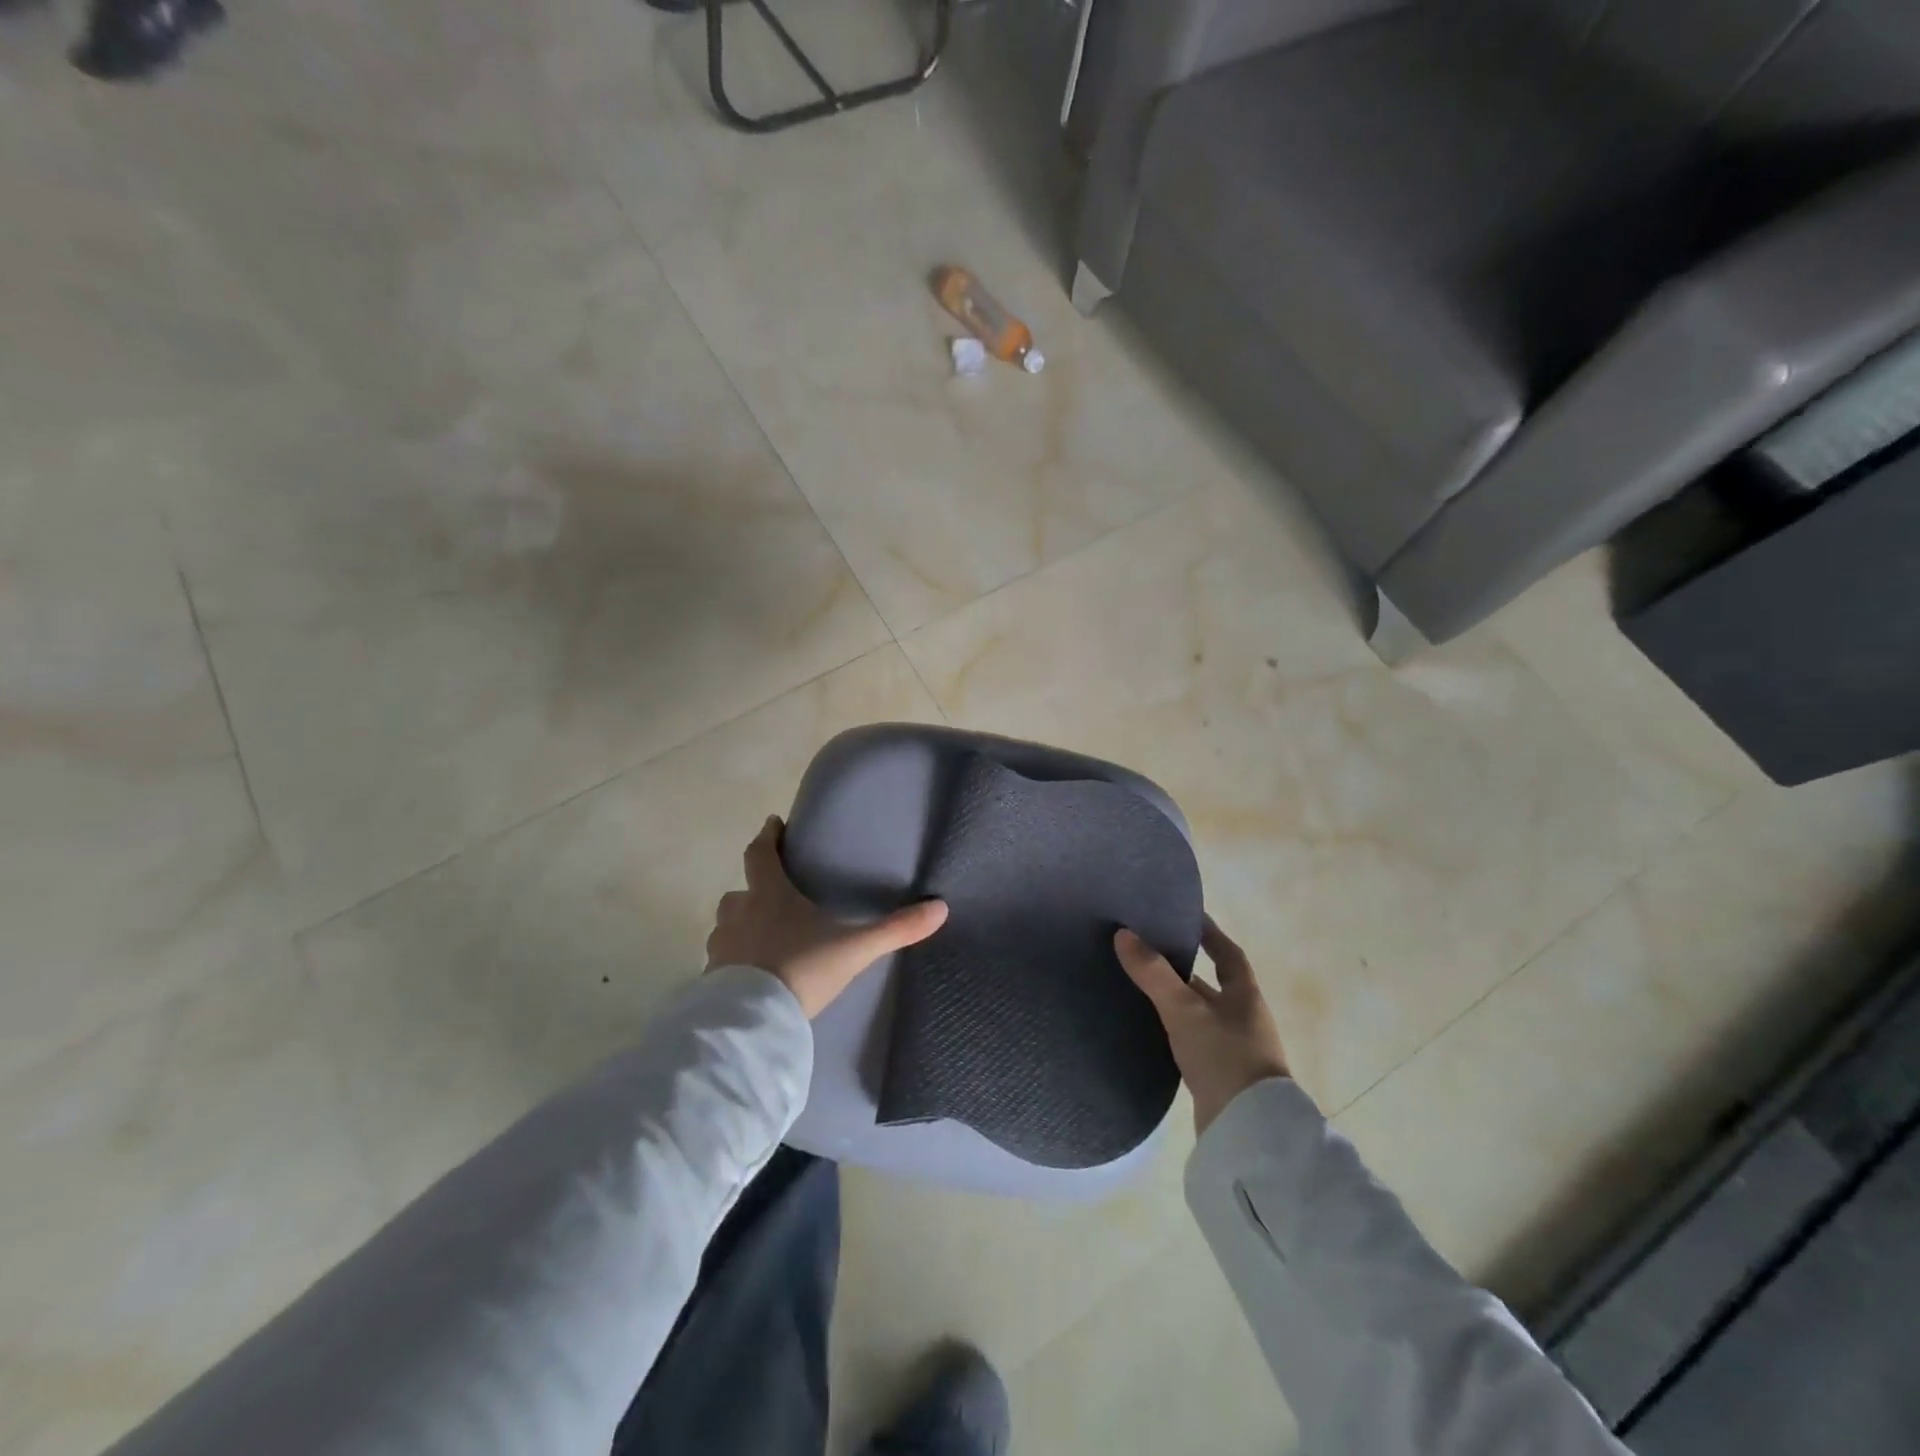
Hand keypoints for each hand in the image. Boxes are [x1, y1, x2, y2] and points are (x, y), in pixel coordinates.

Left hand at [707, 816, 948, 1018]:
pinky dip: (733, 959)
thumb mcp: (854, 949)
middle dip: (753, 888)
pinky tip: (749, 973)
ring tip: (760, 935)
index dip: (767, 837)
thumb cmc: (802, 970)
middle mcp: (740, 915)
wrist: (754, 1022)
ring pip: (726, 924)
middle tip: (771, 892)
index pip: (761, 855)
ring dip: (740, 923)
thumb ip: (896, 929)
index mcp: (770, 896)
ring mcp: (722, 948)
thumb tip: (940, 908)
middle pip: (739, 891)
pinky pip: (721, 960)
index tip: (772, 824)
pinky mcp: (711, 979)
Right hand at [1115, 917, 1290, 1134]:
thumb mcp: (1184, 1010)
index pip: (1228, 953)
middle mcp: (1243, 1018)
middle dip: (1184, 967)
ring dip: (1177, 999)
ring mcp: (1234, 1049)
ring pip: (1200, 1013)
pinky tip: (1151, 1028)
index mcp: (1244, 995)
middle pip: (1212, 983)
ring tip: (1139, 984)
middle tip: (1148, 948)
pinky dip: (1174, 1028)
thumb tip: (1123, 933)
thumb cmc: (1224, 1057)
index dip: (1210, 933)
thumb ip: (1154, 973)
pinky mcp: (1220, 1076)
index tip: (1186, 915)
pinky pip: (1194, 1039)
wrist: (1249, 1132)